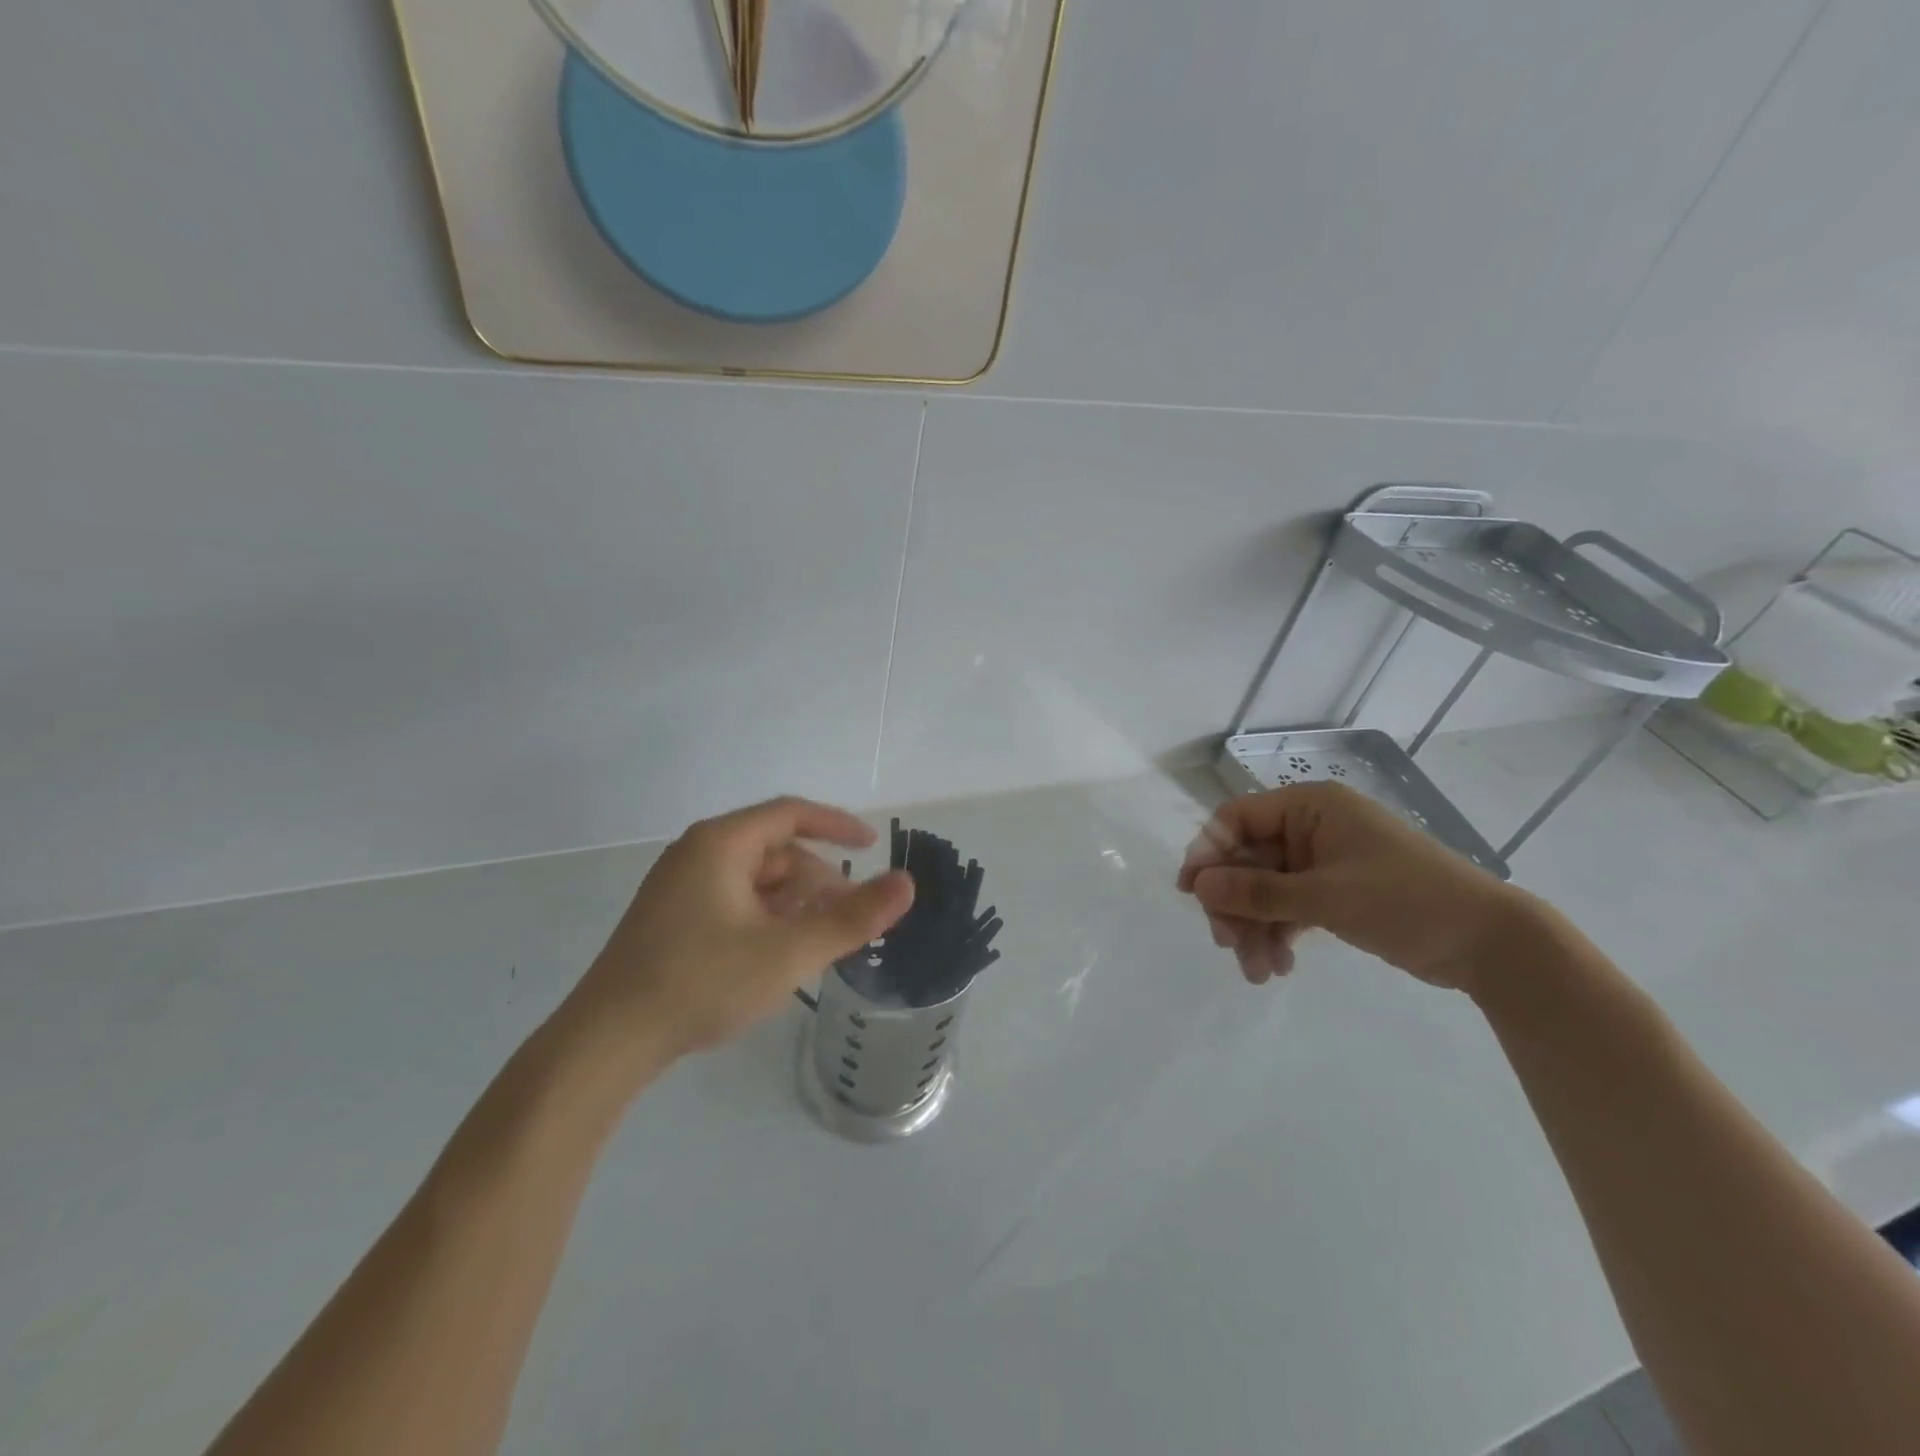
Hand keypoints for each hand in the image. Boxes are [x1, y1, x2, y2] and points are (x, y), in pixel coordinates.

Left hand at [562, 797, 913, 1064]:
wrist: (605, 1042)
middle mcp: (697, 853)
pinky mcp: (670, 919)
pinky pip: (732, 901)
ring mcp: (678, 887)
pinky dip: (765, 918)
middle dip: (817, 881)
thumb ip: (852, 918)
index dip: (837, 826)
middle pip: (774, 851)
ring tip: (817, 943)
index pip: (791, 814)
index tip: (872, 847)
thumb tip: (907, 884)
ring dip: (793, 903)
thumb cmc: (701, 982)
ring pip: (754, 880)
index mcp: (721, 844)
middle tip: (848, 919)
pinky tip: (777, 956)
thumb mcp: (789, 952)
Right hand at [1176, 782, 1527, 992]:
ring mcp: (1323, 861)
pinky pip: (1290, 907)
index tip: (1191, 894)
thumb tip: (1198, 886)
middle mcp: (1312, 827)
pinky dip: (1280, 934)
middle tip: (1228, 945)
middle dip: (1237, 905)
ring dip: (1256, 928)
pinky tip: (1279, 966)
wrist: (1489, 943)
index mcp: (1310, 807)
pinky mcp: (1335, 892)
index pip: (1238, 819)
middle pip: (1249, 860)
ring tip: (1258, 972)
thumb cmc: (1405, 900)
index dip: (1209, 853)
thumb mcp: (1325, 896)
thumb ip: (1257, 891)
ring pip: (1267, 889)